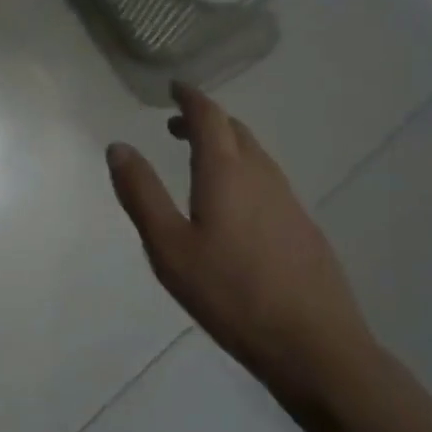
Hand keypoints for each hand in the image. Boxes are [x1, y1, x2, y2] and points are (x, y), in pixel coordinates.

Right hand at [106, 83, 375, 404]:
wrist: (312, 343)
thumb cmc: (229, 293)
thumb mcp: (168, 246)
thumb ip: (141, 194)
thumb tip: (119, 147)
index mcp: (226, 173)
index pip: (209, 117)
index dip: (191, 98)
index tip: (174, 88)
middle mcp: (261, 176)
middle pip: (235, 131)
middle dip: (206, 120)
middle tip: (178, 126)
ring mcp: (288, 201)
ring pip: (255, 156)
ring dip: (226, 145)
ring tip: (201, 159)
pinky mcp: (303, 227)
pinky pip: (268, 181)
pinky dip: (243, 172)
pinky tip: (234, 204)